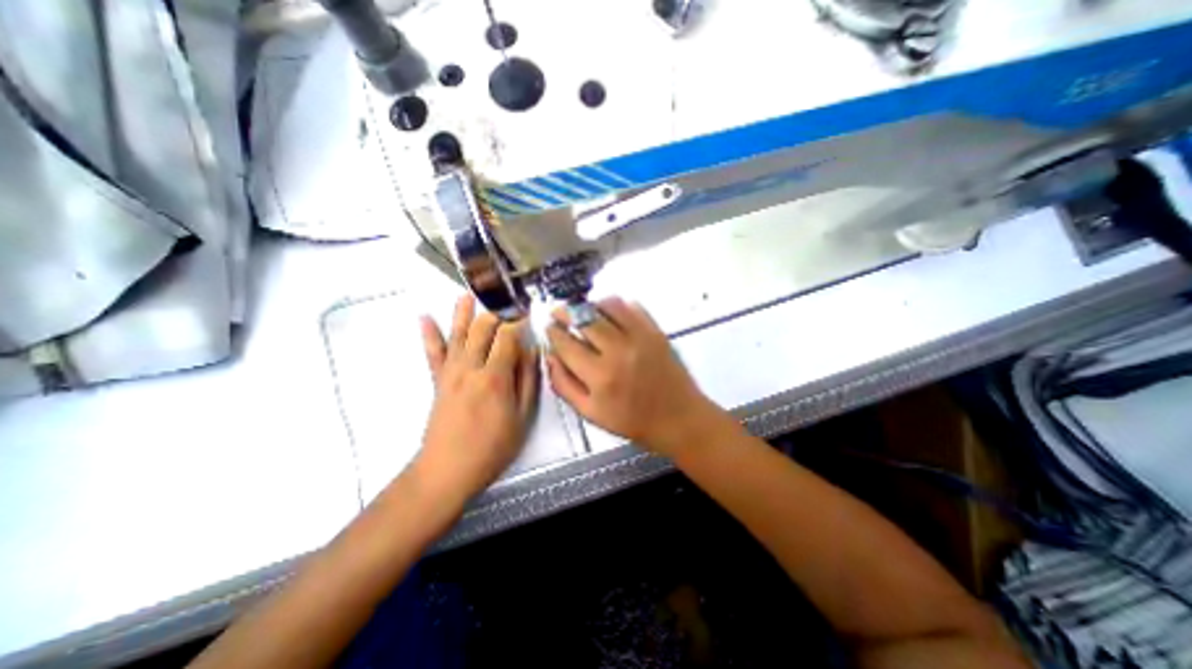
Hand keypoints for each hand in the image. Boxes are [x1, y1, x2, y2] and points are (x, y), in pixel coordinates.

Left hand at [415, 299, 536, 502]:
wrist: (448, 470)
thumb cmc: (492, 446)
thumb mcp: (522, 417)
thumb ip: (528, 381)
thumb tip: (532, 350)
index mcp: (496, 376)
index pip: (507, 336)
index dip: (518, 321)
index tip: (526, 311)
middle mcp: (471, 367)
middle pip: (482, 329)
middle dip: (495, 313)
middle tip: (506, 303)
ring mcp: (450, 372)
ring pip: (457, 334)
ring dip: (462, 313)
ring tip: (467, 293)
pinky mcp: (437, 381)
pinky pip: (432, 353)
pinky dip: (428, 334)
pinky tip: (424, 317)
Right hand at [546, 295, 720, 455]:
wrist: (678, 417)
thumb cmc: (632, 420)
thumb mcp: (590, 413)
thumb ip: (564, 385)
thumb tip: (550, 356)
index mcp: (600, 376)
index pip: (567, 344)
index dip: (553, 332)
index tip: (547, 326)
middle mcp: (618, 351)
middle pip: (584, 319)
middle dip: (565, 312)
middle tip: (558, 311)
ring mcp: (640, 337)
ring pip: (607, 306)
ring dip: (590, 304)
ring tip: (583, 310)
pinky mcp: (655, 331)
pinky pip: (632, 306)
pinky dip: (615, 304)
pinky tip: (609, 311)